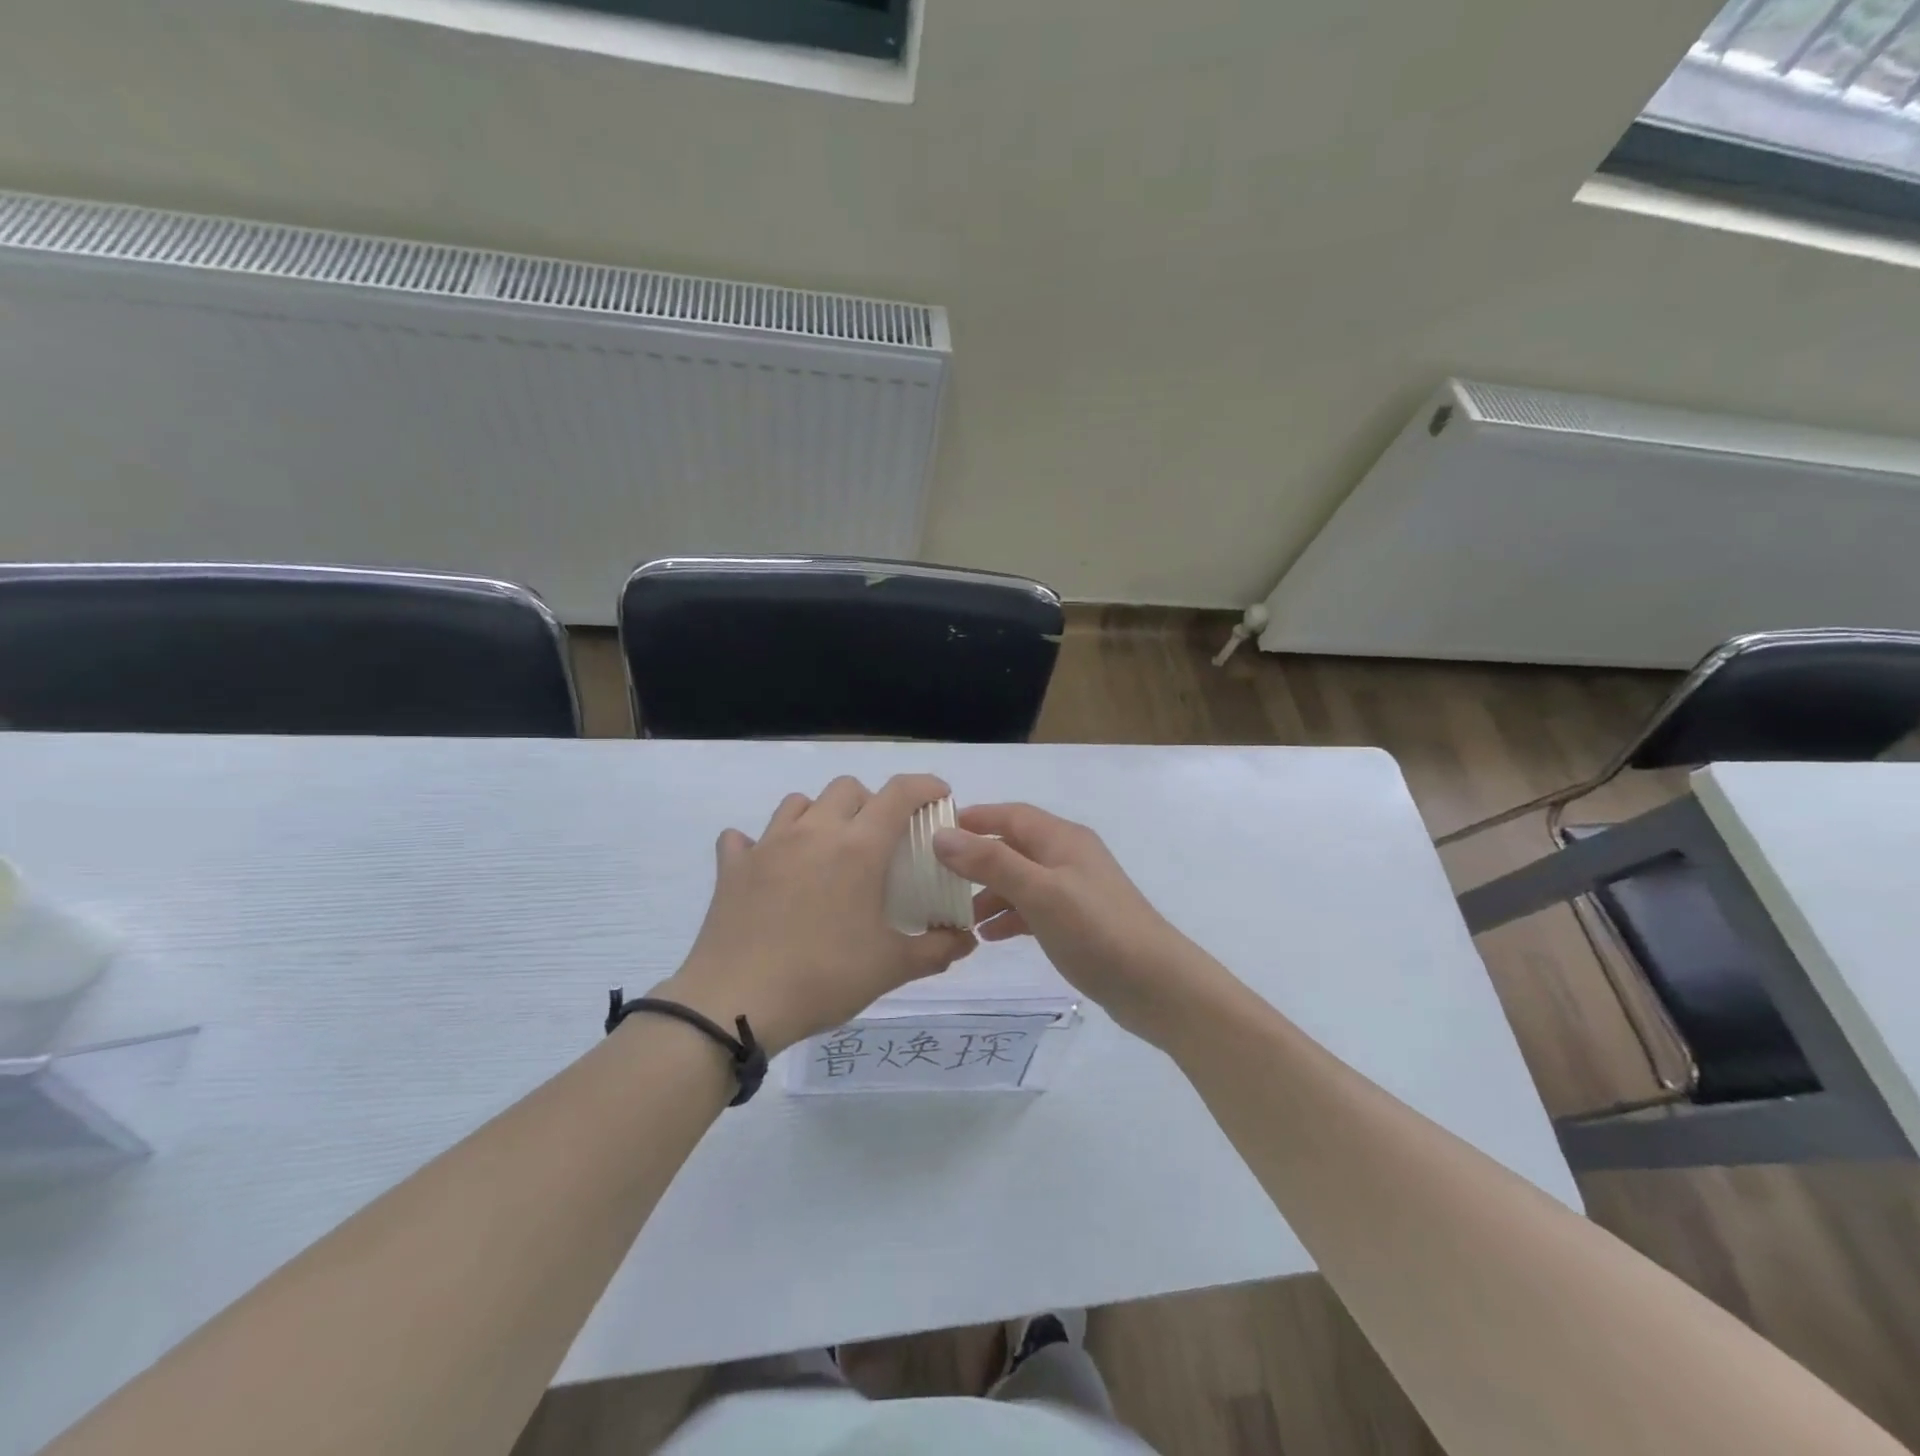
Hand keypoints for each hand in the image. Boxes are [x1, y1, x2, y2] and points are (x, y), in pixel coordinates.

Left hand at [658, 775, 975, 1054]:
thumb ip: (936, 949)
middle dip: (871, 801)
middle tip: (879, 838)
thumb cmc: (823, 978)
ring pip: (799, 803)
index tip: (939, 796)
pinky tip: (769, 868)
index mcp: (858, 848)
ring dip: (820, 814)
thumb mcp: (891, 968)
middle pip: (847, 788)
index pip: (899, 793)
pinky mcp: (733, 867)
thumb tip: (966, 939)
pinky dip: (760, 844)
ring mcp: (768, 845)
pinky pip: (744, 838)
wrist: (735, 1003)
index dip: (925, 786)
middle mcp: (814, 832)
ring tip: (827, 849)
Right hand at [933, 804, 1227, 1043]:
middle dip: (975, 860)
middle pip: (1012, 847)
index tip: (933, 833)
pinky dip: (1009, 917)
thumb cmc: (1097, 930)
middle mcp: (1067, 857)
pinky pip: (1033, 909)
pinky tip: (988, 937)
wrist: (1157, 986)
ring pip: (1020, 881)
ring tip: (956, 916)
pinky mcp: (1077, 922)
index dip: (974, 819)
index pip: (1010, 815)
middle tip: (936, 879)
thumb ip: (991, 862)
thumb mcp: (1040, 892)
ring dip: (989, 893)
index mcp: (1062, 839)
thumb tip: (942, 835)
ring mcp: (1074, 891)